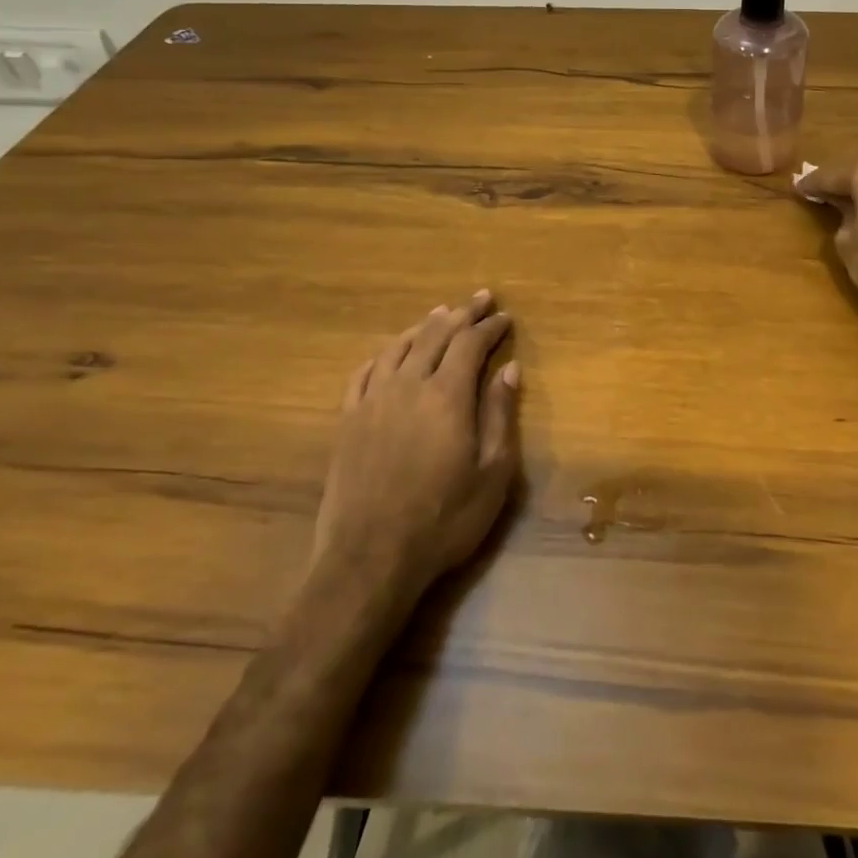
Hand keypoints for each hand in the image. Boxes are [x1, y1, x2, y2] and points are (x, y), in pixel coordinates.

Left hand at [312, 291, 520, 605]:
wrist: (370, 559)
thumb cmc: (444, 519)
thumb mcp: (492, 473)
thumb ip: (500, 415)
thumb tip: (509, 369)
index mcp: (446, 396)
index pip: (470, 344)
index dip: (489, 326)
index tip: (505, 316)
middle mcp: (408, 386)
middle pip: (435, 335)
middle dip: (461, 314)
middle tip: (480, 298)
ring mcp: (372, 402)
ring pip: (399, 347)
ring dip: (423, 326)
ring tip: (440, 314)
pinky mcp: (348, 421)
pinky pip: (364, 372)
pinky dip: (383, 353)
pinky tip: (391, 351)